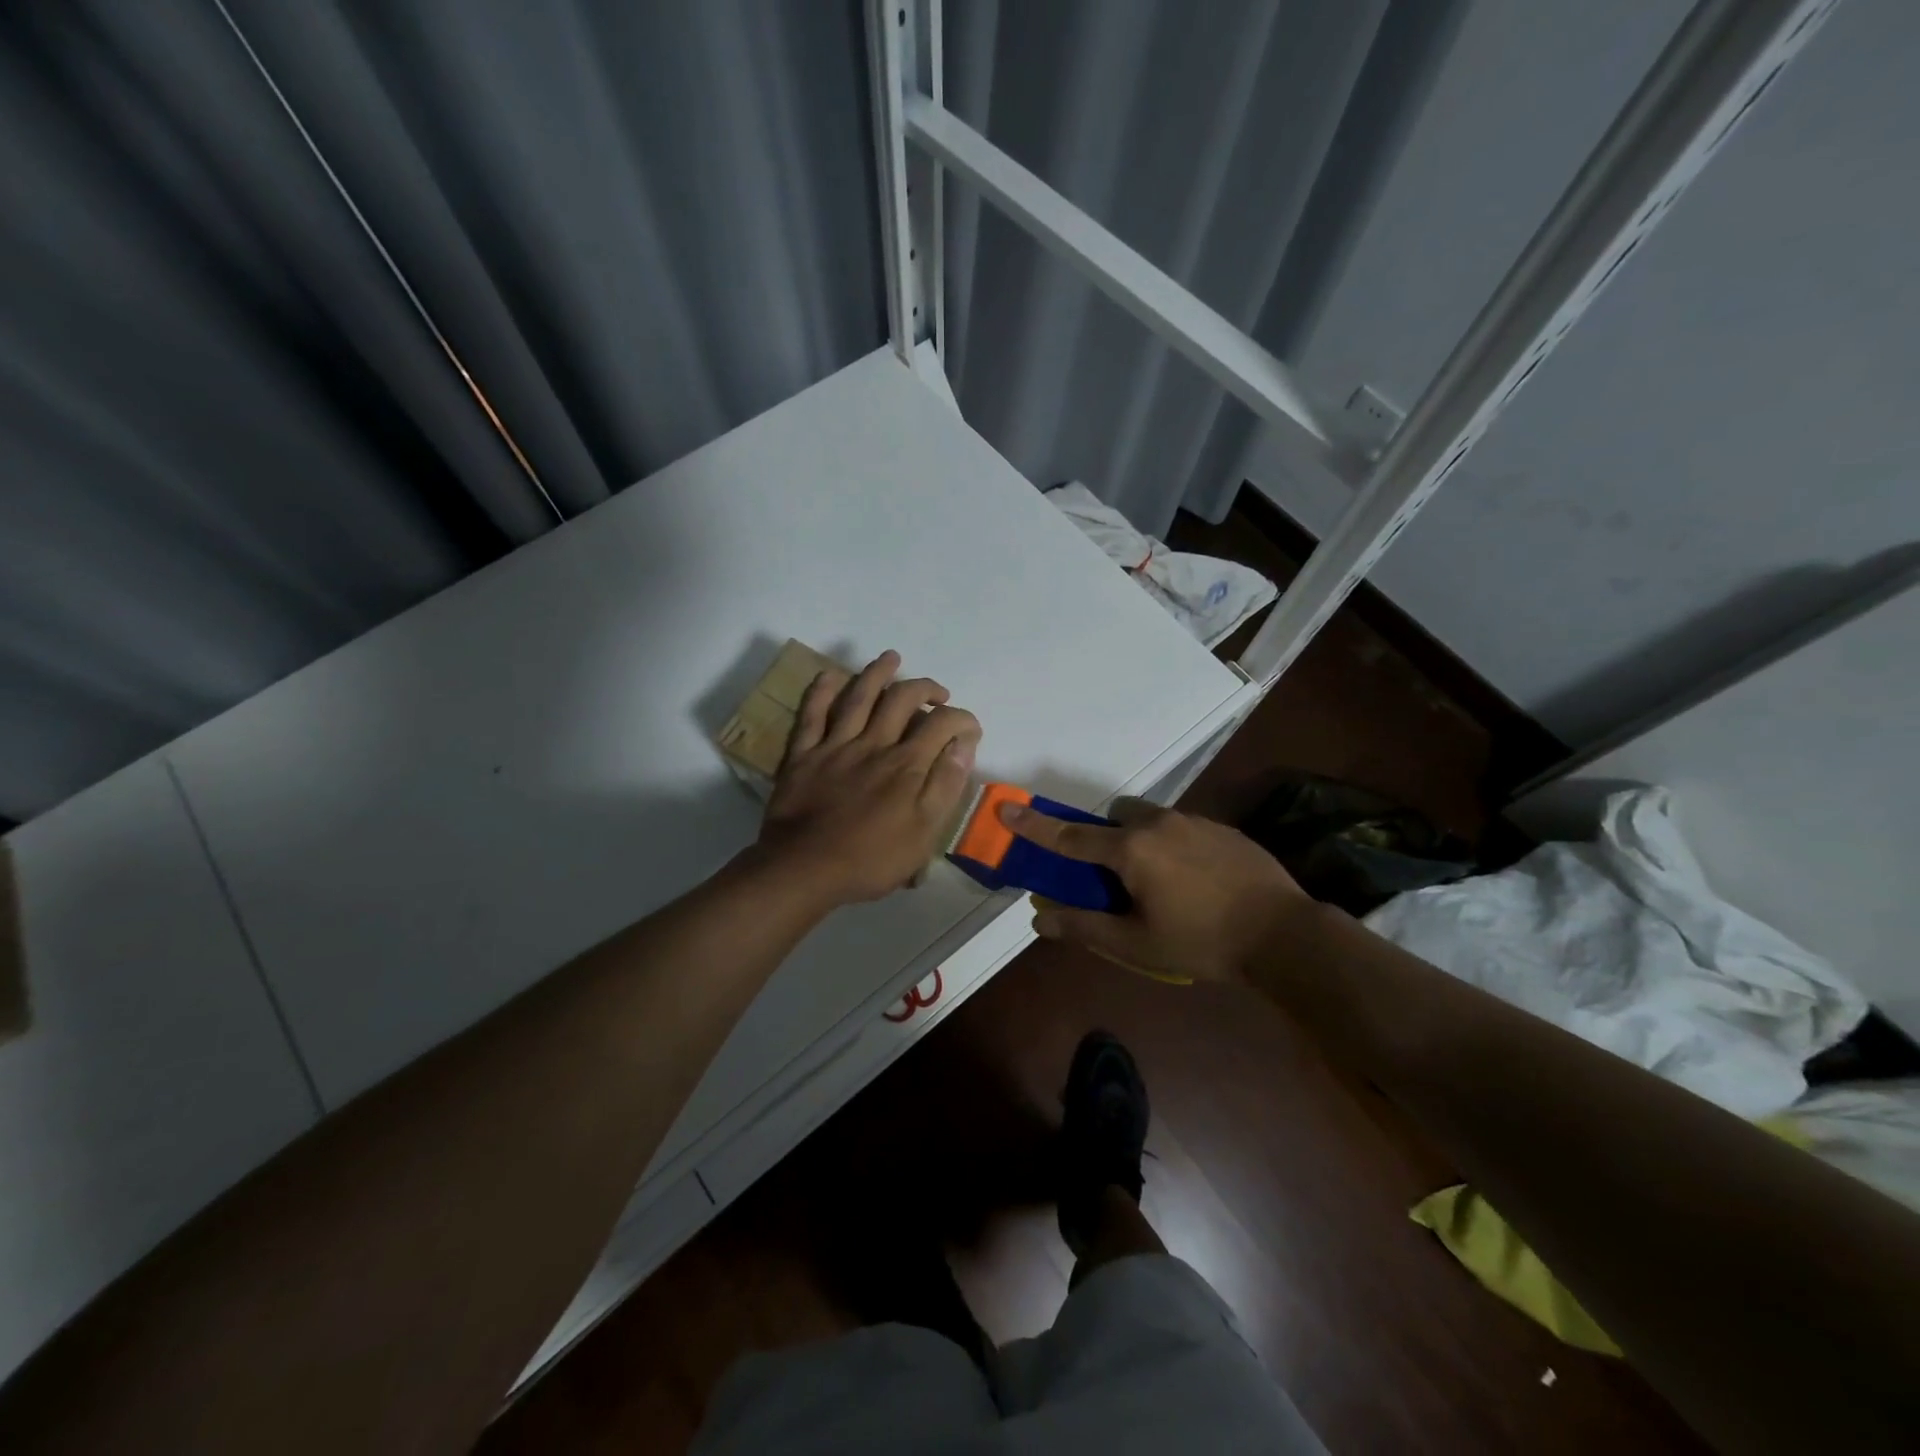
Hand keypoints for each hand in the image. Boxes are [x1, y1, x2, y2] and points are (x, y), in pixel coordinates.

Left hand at [755, 650, 981, 907]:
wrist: (804, 870)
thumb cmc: (870, 859)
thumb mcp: (923, 833)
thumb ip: (945, 785)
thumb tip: (963, 745)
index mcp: (906, 765)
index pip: (942, 724)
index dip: (962, 720)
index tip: (969, 729)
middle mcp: (873, 744)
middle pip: (901, 699)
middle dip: (924, 687)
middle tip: (936, 692)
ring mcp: (835, 745)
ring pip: (859, 696)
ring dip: (877, 673)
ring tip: (892, 658)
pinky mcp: (803, 754)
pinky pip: (812, 713)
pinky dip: (822, 691)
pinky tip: (831, 675)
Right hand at [999, 799, 1309, 983]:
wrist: (1284, 933)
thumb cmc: (1202, 941)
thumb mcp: (1136, 944)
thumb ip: (1084, 928)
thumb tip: (1038, 919)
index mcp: (1131, 850)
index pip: (1070, 836)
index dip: (1035, 825)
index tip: (1006, 808)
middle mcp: (1159, 824)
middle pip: (1115, 818)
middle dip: (1105, 838)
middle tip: (1115, 878)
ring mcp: (1194, 821)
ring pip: (1150, 820)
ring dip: (1141, 842)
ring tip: (1162, 884)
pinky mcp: (1222, 829)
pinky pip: (1182, 828)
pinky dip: (1173, 846)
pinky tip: (1194, 882)